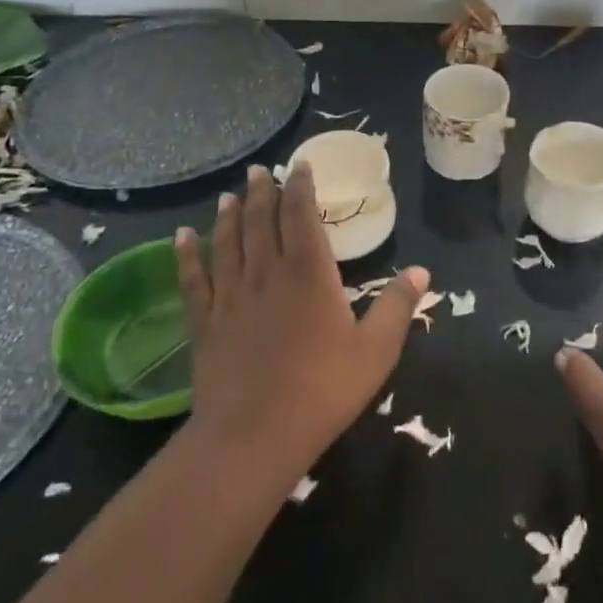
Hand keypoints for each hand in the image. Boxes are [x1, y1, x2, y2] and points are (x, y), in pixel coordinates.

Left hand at [174, 163, 426, 478]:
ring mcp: (231, 298)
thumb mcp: (376, 351)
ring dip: (229, 216)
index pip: (301, 216)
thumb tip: (421, 271)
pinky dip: (186, 255)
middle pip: (262, 222)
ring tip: (228, 195)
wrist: (254, 437)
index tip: (298, 166)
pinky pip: (194, 280)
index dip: (299, 187)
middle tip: (258, 170)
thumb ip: (397, 307)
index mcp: (309, 274)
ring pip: (227, 243)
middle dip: (262, 192)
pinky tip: (180, 236)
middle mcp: (267, 274)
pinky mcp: (205, 324)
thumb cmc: (323, 391)